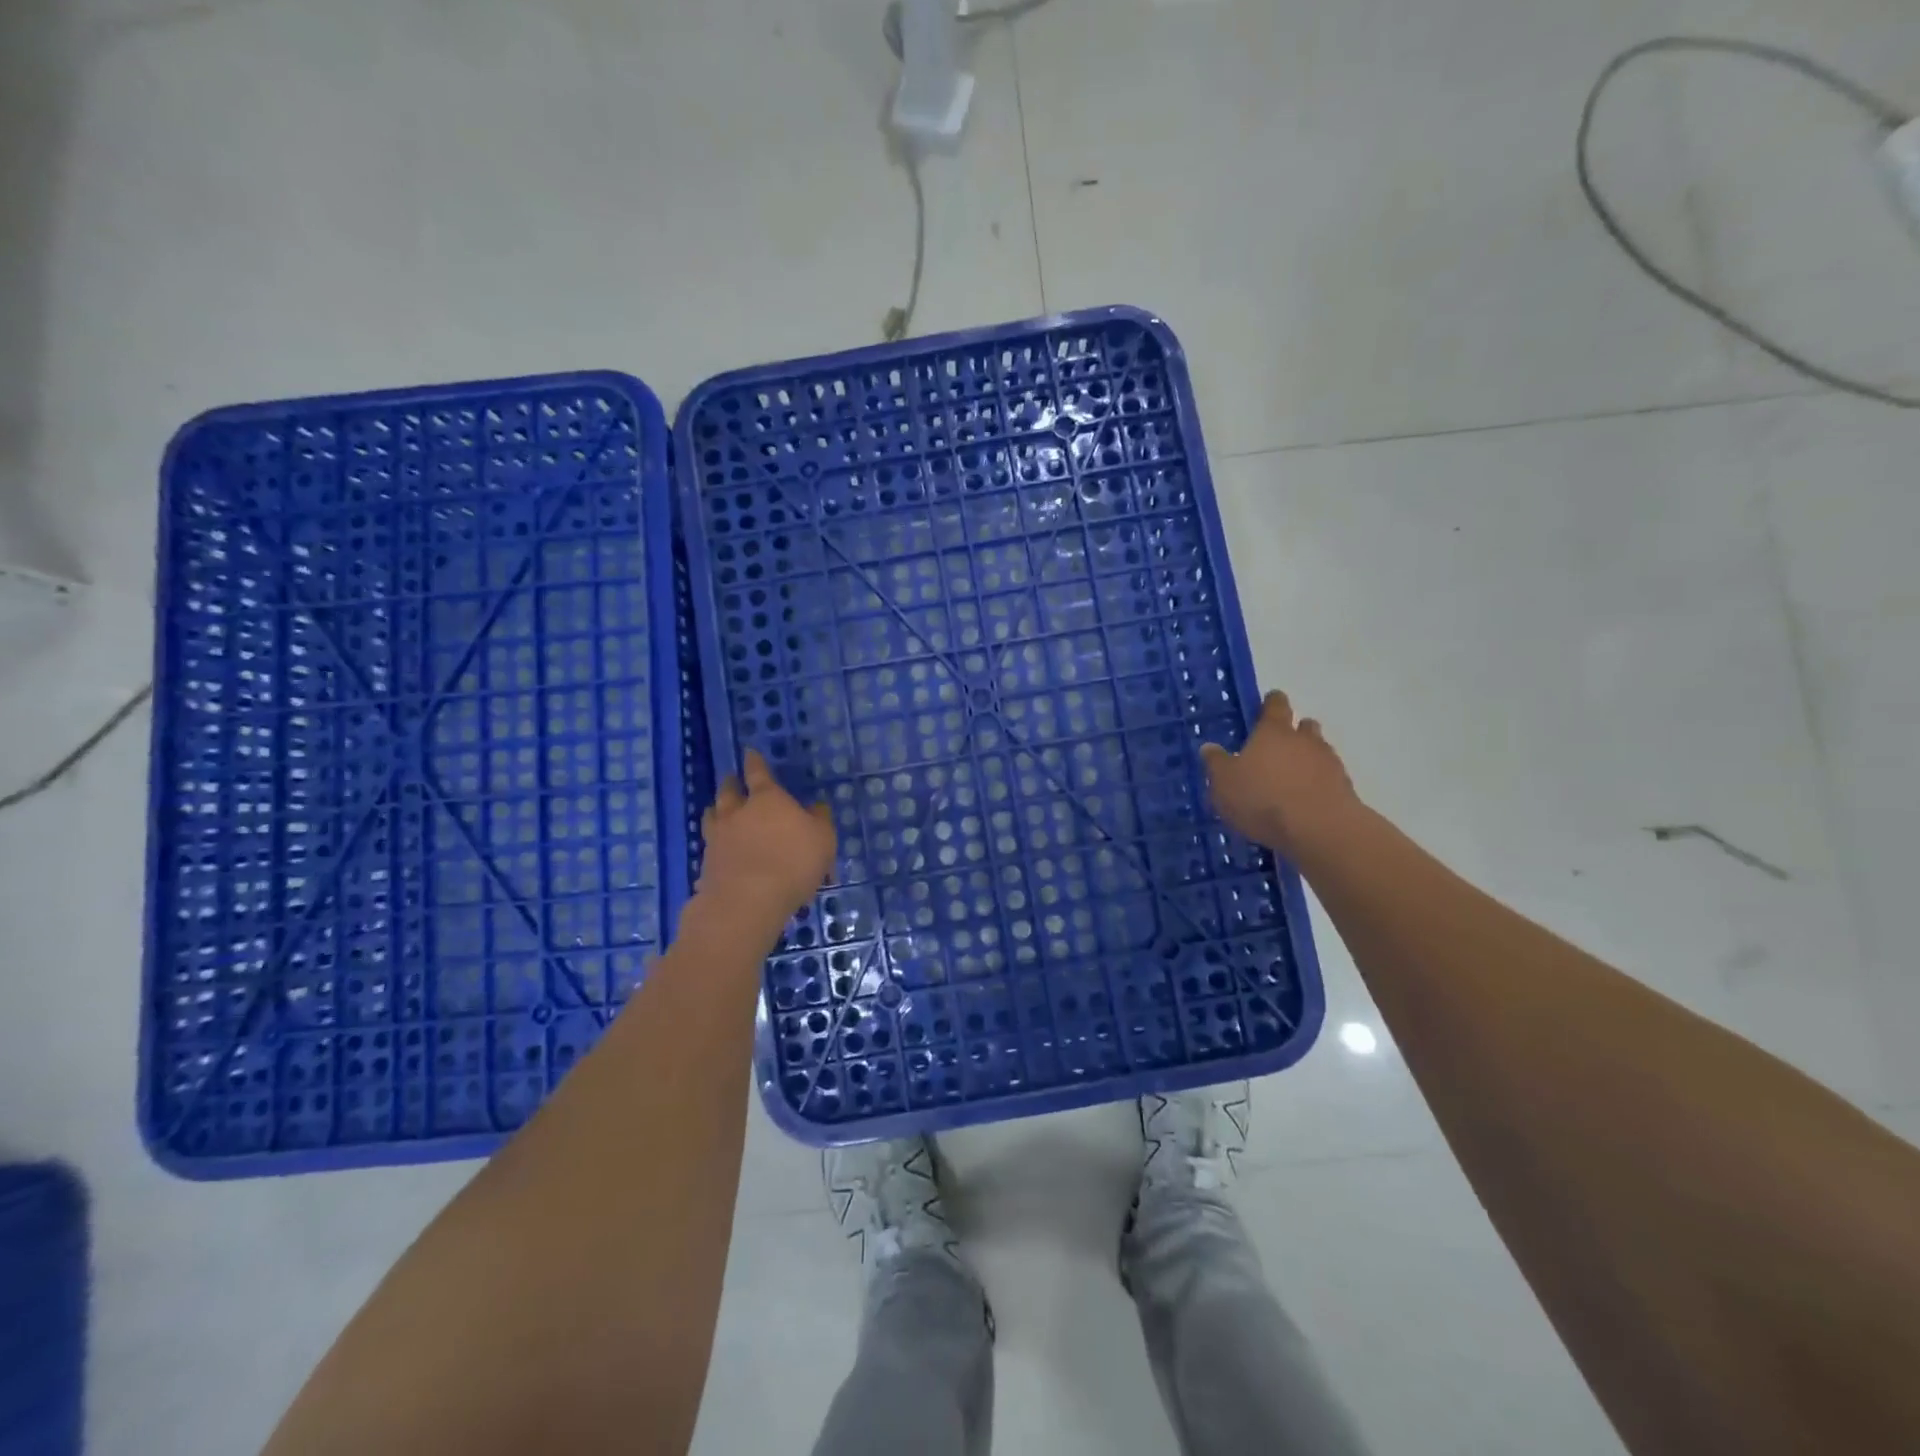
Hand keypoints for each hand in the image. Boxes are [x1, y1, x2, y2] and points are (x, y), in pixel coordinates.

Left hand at [696, 749, 836, 930]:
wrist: (748, 900)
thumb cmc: (793, 861)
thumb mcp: (822, 839)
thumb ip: (819, 820)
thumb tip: (815, 807)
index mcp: (767, 799)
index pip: (758, 773)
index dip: (754, 762)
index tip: (748, 752)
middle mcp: (738, 813)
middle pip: (729, 792)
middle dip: (731, 783)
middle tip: (731, 779)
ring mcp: (718, 838)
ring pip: (712, 817)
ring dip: (715, 811)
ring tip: (716, 810)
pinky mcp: (707, 864)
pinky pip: (710, 848)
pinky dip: (715, 847)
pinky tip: (719, 854)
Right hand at [1200, 691, 1359, 858]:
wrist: (1320, 829)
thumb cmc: (1263, 799)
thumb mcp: (1224, 783)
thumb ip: (1216, 763)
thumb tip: (1209, 747)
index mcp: (1273, 731)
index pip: (1275, 705)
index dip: (1270, 703)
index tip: (1266, 706)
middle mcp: (1304, 739)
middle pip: (1303, 725)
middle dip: (1293, 732)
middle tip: (1276, 748)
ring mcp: (1328, 762)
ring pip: (1318, 751)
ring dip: (1306, 759)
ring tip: (1289, 780)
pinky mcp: (1344, 788)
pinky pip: (1327, 778)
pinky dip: (1317, 784)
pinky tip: (1304, 802)